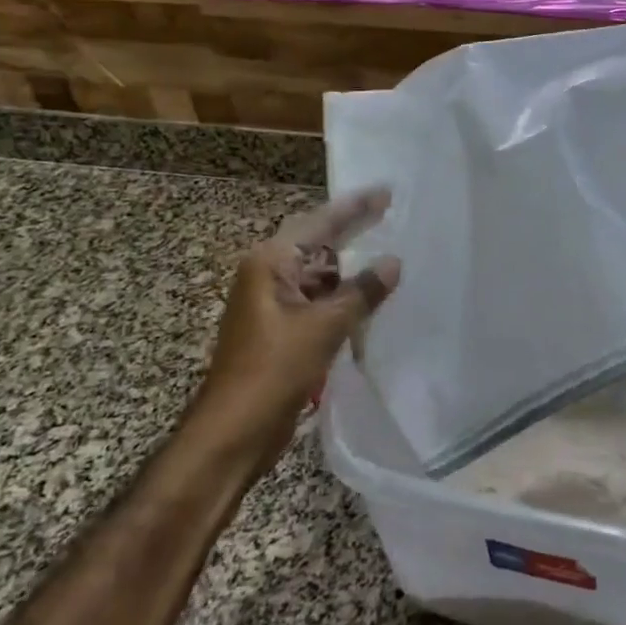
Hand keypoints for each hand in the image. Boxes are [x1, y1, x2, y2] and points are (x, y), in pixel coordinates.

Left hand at [199, 189, 401, 460]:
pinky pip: (318, 302)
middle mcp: (268, 276)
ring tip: (391, 255)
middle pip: (318, 244)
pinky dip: (343, 298)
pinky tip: (372, 299)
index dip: (355, 207)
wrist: (232, 433)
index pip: (319, 223)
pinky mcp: (282, 331)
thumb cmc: (273, 371)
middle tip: (392, 214)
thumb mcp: (324, 328)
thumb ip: (361, 292)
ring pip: (319, 276)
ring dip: (351, 270)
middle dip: (354, 232)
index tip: (387, 191)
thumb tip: (393, 263)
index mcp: (270, 264)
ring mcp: (273, 304)